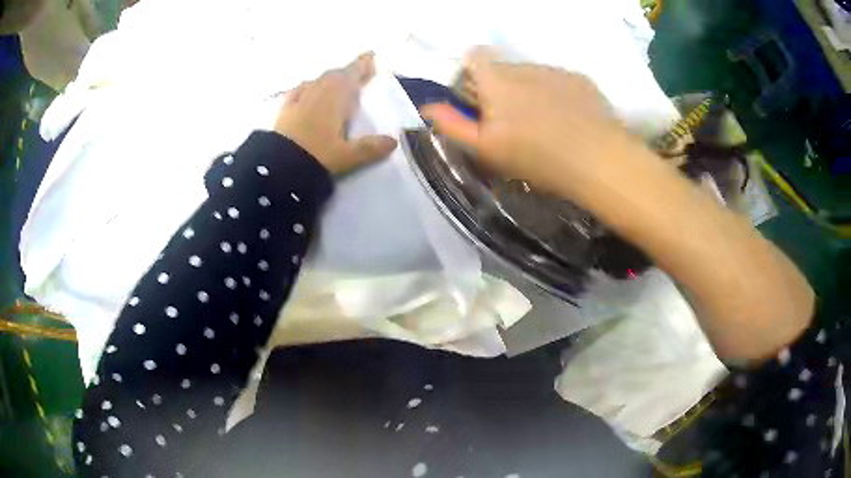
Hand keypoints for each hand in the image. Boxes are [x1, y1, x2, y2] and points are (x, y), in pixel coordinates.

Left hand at [274, 52, 397, 174]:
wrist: (277, 166)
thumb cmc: (315, 156)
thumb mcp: (346, 156)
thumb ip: (369, 148)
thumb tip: (393, 142)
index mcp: (335, 98)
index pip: (351, 74)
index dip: (362, 64)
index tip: (371, 55)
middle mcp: (317, 91)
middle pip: (334, 75)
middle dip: (348, 71)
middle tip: (359, 71)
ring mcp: (299, 99)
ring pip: (317, 80)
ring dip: (329, 78)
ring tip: (336, 81)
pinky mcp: (284, 109)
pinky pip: (298, 90)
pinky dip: (307, 87)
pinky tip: (306, 89)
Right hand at [422, 48, 639, 195]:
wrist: (598, 161)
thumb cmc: (537, 157)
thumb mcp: (487, 148)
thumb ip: (453, 124)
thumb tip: (427, 107)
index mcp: (497, 81)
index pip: (474, 56)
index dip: (472, 71)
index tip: (478, 96)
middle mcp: (525, 67)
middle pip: (505, 69)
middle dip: (503, 88)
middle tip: (515, 122)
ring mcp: (556, 71)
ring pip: (534, 75)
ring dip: (532, 92)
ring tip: (547, 124)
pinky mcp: (582, 80)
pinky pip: (560, 81)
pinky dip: (559, 95)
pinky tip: (571, 121)